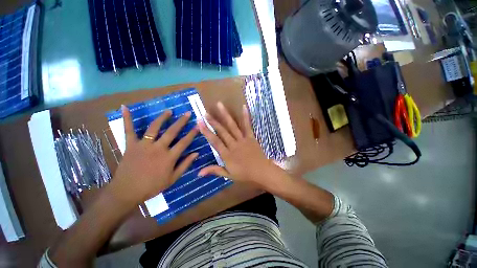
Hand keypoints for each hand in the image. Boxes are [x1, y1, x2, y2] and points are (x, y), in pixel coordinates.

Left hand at [110, 105, 198, 204]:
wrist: (127, 192)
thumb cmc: (152, 186)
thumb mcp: (173, 179)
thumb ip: (185, 165)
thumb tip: (196, 153)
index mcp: (169, 157)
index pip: (184, 142)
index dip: (192, 133)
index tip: (198, 126)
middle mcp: (158, 148)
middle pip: (172, 132)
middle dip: (181, 121)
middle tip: (187, 113)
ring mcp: (144, 145)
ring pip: (154, 128)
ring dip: (162, 118)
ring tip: (169, 111)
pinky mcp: (131, 145)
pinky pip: (128, 130)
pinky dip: (127, 119)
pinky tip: (125, 108)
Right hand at [197, 102, 279, 188]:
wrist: (261, 172)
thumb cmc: (245, 174)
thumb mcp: (228, 175)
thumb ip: (214, 171)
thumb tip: (198, 173)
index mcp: (227, 154)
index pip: (214, 141)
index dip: (206, 132)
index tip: (199, 123)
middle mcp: (233, 145)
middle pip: (222, 131)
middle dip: (213, 122)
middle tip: (205, 112)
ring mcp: (242, 139)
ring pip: (232, 126)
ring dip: (225, 115)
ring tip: (219, 105)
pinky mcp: (251, 137)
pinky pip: (248, 126)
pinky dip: (246, 116)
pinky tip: (243, 107)